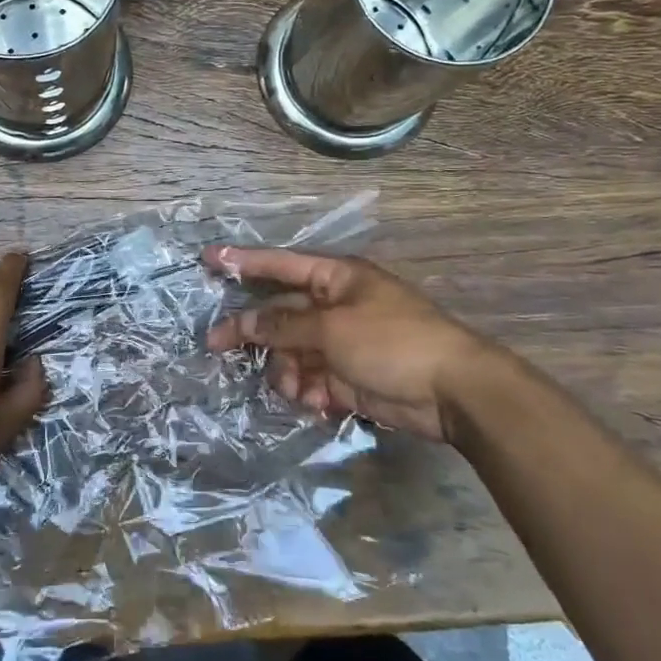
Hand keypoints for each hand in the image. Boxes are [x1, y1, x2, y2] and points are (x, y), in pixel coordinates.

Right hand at [203, 245, 503, 443]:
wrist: (453, 392)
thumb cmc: (392, 342)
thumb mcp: (331, 328)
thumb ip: (282, 325)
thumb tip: (241, 321)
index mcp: (335, 278)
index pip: (279, 264)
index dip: (242, 261)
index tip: (207, 257)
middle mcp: (334, 306)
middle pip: (279, 314)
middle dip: (254, 333)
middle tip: (216, 345)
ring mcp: (340, 342)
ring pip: (290, 352)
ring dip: (286, 372)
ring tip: (297, 389)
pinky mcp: (347, 376)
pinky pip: (310, 379)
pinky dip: (308, 391)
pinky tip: (318, 402)